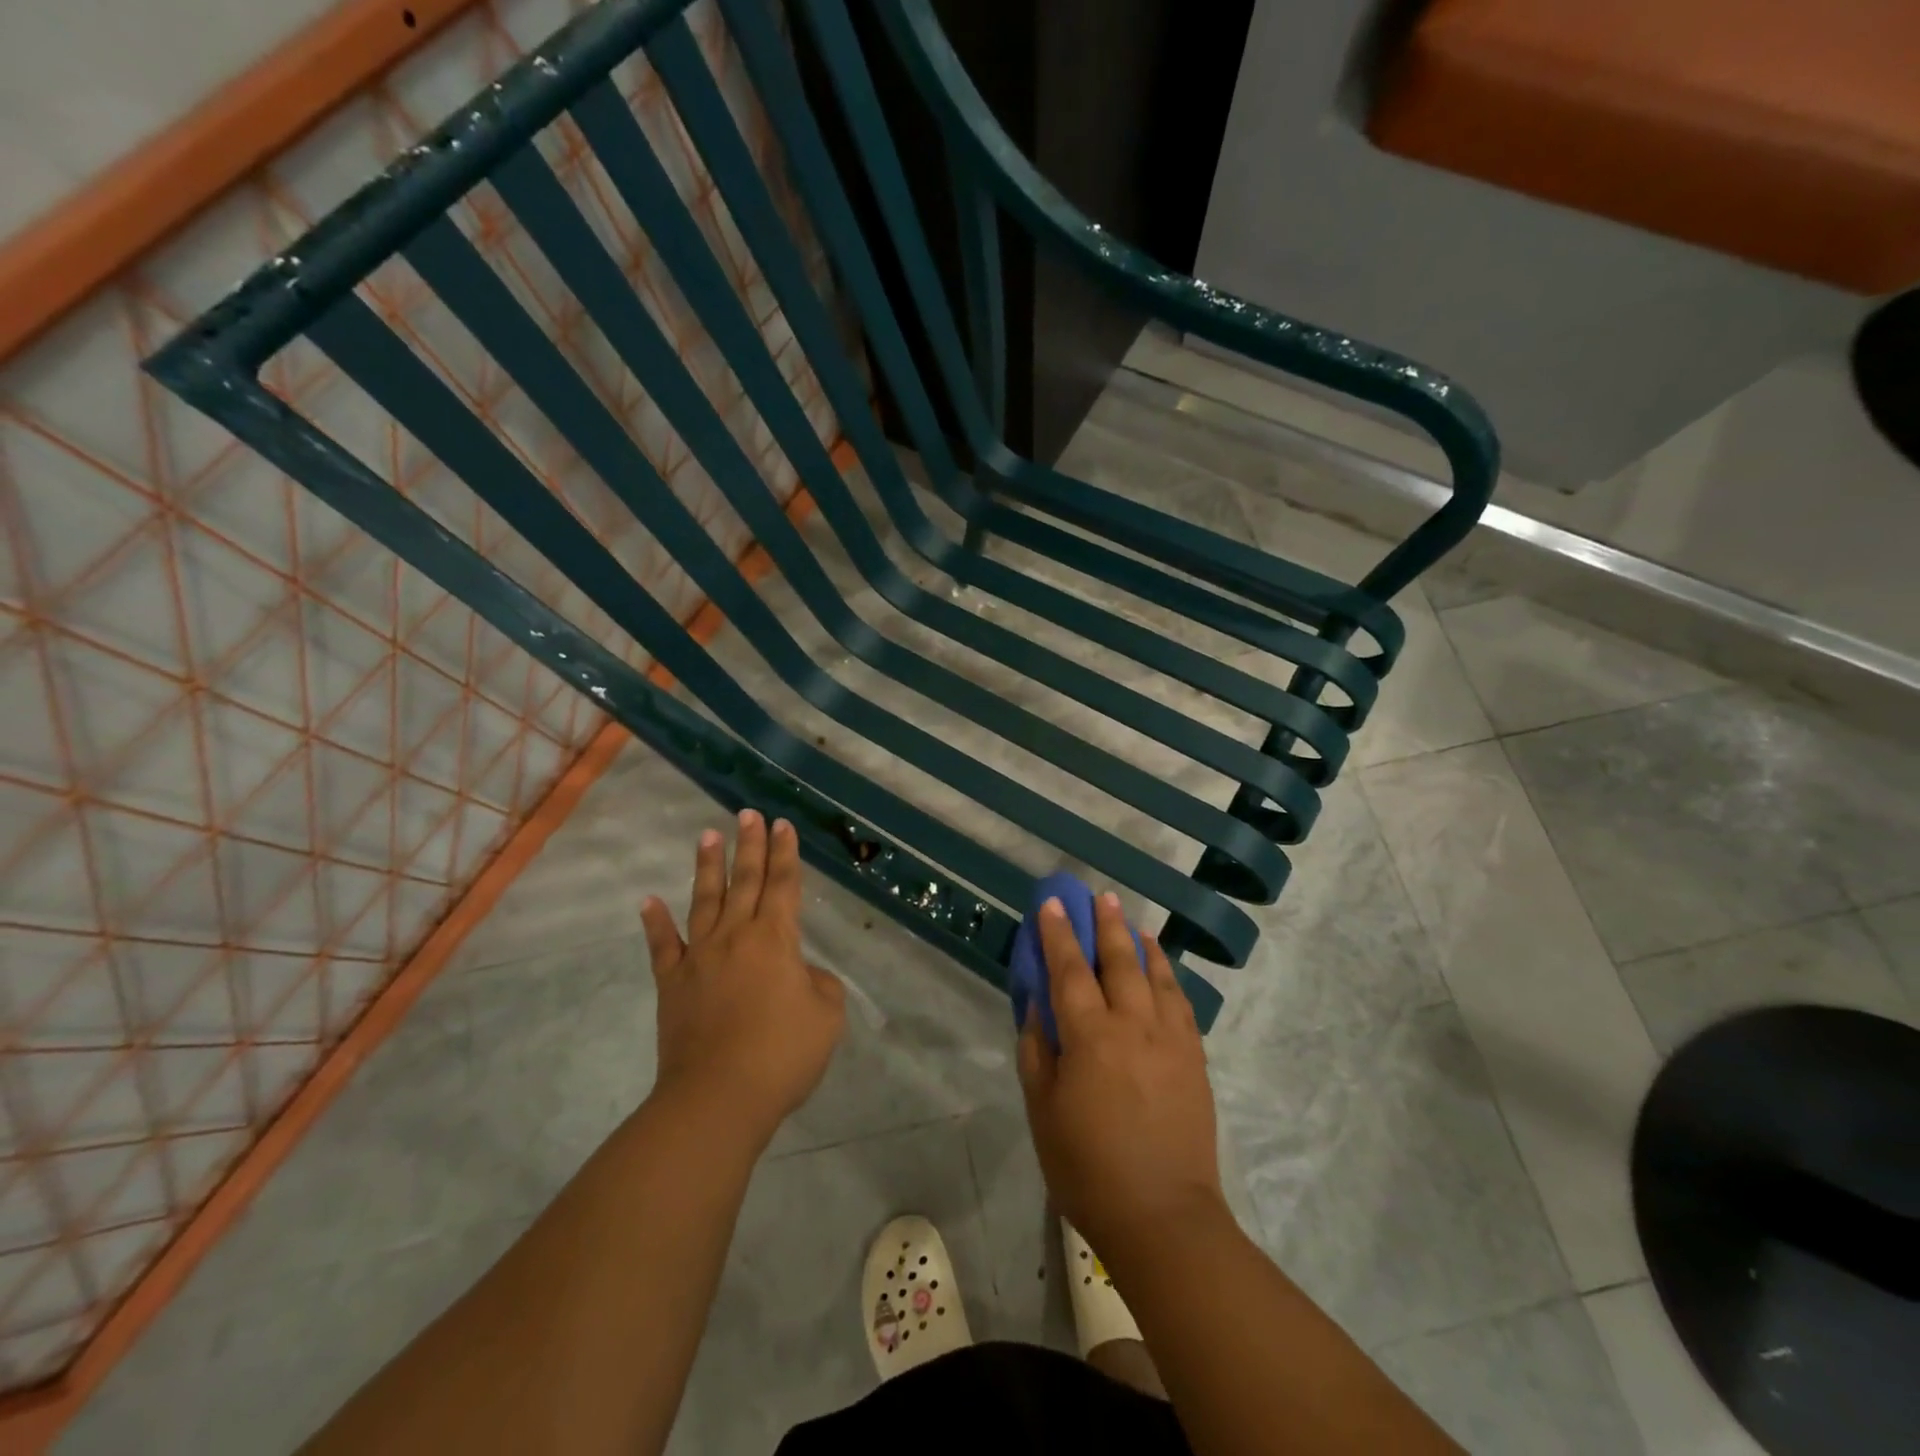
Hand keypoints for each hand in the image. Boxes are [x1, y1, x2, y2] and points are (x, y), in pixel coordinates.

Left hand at [641, 811, 845, 1148]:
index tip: (782, 824)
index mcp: (775, 939)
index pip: (782, 885)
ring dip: (708, 866)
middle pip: (744, 881)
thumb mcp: (826, 1016)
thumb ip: (819, 984)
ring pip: (705, 901)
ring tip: (707, 834)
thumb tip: (800, 974)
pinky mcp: (672, 984)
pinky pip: (663, 947)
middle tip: (748, 813)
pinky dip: (655, 923)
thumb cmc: (781, 1055)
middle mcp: (735, 936)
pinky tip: (647, 900)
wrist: (717, 1098)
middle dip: (749, 845)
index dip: (785, 853)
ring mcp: (699, 958)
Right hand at [1017, 893, 1226, 1260]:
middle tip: (1101, 897)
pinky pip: (1181, 1004)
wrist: (1163, 1217)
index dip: (1058, 933)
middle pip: (1118, 961)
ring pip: (1156, 976)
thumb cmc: (1088, 1168)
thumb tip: (1037, 1007)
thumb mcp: (1043, 1111)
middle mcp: (1133, 1025)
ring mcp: (1170, 1040)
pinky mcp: (1194, 1059)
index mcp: (1090, 1036)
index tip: (1052, 903)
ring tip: (1134, 925)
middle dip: (1107, 926)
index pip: (1069, 970)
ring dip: (1142, 945)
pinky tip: (1163, 972)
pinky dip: (1169, 978)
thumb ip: (1037, 1051)